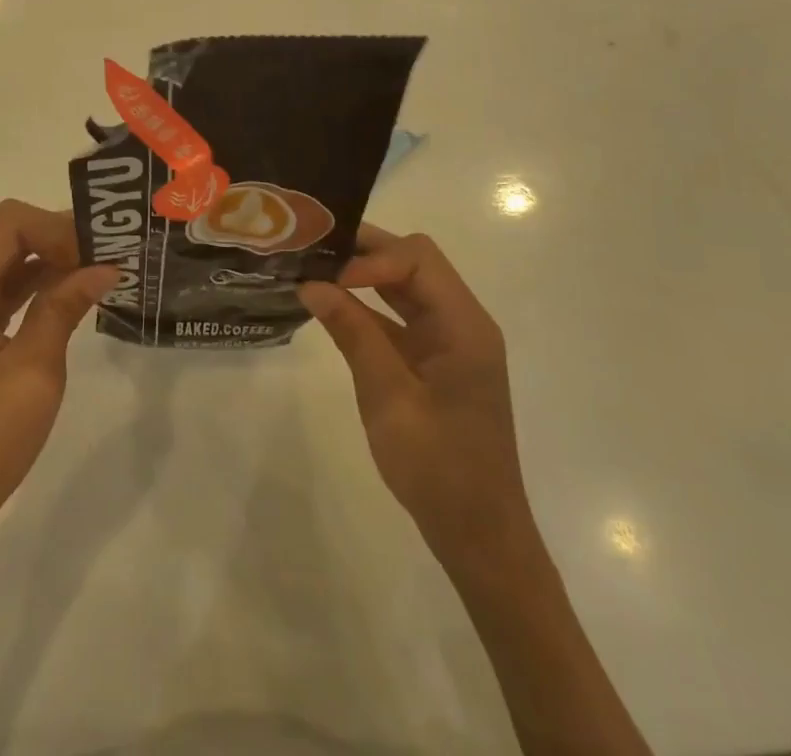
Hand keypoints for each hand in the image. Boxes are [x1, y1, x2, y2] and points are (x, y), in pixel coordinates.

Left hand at [0, 200, 116, 555]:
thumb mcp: (33, 372)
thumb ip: (64, 308)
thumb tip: (105, 266)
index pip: (9, 223)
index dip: (57, 227)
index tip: (98, 254)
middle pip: (6, 234)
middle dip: (57, 237)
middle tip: (107, 256)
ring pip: (6, 259)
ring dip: (50, 259)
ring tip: (100, 270)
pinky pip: (1, 288)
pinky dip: (36, 284)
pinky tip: (72, 295)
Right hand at [297, 227, 529, 559]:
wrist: (479, 537)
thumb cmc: (439, 469)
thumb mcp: (389, 399)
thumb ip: (353, 334)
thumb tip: (311, 283)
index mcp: (465, 326)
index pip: (417, 259)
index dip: (371, 257)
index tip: (328, 278)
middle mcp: (462, 322)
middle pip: (413, 262)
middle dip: (363, 252)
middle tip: (312, 254)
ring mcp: (449, 341)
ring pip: (404, 284)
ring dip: (362, 275)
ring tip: (313, 270)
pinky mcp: (435, 360)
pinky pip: (399, 315)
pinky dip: (366, 305)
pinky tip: (331, 307)